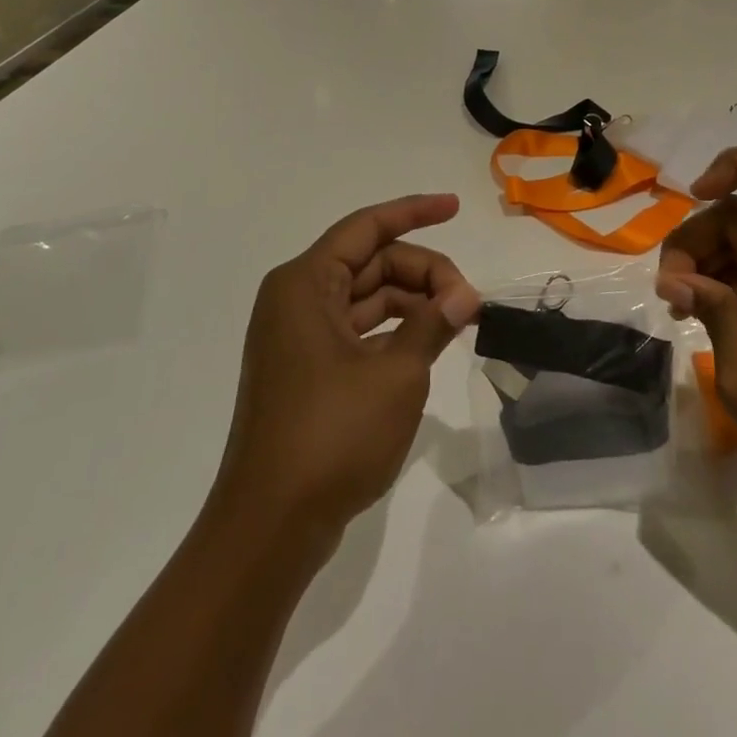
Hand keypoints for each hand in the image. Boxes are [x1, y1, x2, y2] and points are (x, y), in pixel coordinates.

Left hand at [213, 194, 481, 545]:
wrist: (268, 529)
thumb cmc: (330, 437)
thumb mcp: (396, 375)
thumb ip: (432, 324)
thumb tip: (465, 295)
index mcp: (305, 284)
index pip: (367, 227)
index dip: (414, 211)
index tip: (455, 207)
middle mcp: (297, 300)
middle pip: (370, 263)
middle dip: (422, 272)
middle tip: (468, 300)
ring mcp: (298, 338)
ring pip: (366, 298)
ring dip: (412, 302)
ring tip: (457, 320)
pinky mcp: (306, 372)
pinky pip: (357, 331)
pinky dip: (394, 331)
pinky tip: (427, 345)